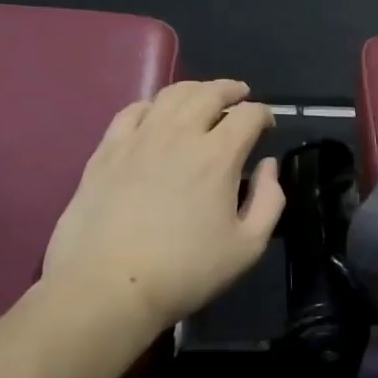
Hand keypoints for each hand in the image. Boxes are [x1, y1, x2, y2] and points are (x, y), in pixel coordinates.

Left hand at [40, 80, 284, 333]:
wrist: (107, 288)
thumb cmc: (185, 272)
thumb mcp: (247, 247)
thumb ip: (269, 200)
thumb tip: (269, 165)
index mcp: (218, 155)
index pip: (249, 115)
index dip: (264, 113)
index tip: (267, 125)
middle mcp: (180, 134)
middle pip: (210, 93)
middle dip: (232, 90)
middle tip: (240, 95)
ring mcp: (139, 138)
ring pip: (171, 94)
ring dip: (195, 90)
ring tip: (203, 98)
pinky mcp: (107, 150)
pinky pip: (132, 111)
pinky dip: (152, 105)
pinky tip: (155, 115)